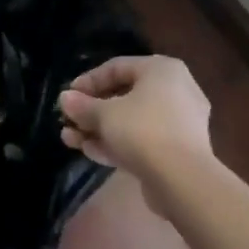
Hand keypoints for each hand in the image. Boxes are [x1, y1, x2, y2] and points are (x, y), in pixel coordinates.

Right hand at [58, 55, 211, 184]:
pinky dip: (118, 144)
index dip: (88, 81)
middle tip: (68, 120)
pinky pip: (143, 140)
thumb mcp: (105, 114)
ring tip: (70, 139)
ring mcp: (179, 124)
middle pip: (124, 96)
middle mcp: (175, 91)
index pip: (117, 67)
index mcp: (162, 70)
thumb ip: (83, 105)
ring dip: (100, 130)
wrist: (183, 181)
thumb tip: (65, 99)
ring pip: (132, 121)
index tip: (68, 96)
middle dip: (92, 110)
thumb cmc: (143, 130)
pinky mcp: (178, 152)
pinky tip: (89, 152)